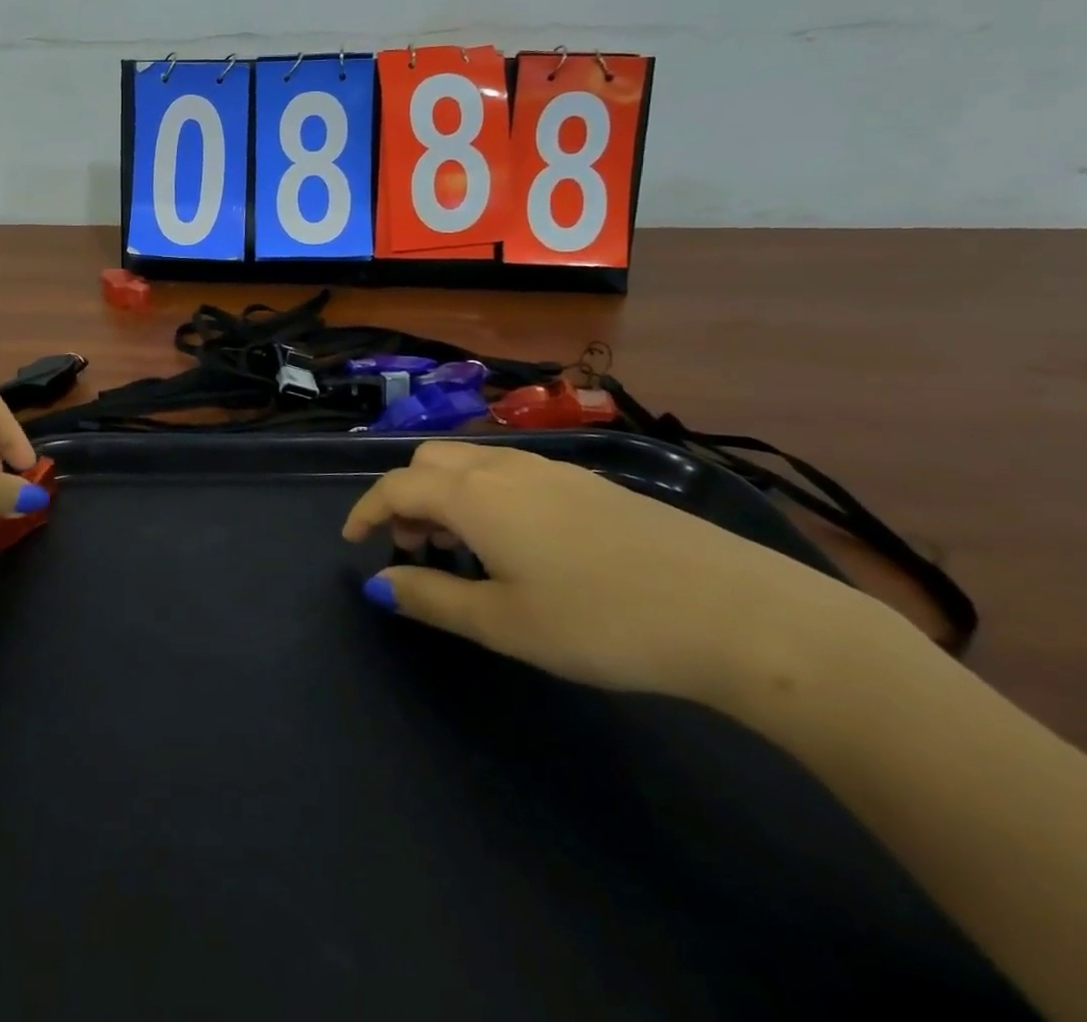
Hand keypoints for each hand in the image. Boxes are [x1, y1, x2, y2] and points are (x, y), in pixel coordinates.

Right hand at [343, 441, 895, 710]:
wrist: (734, 610)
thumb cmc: (600, 621)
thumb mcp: (503, 623)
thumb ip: (431, 598)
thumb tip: (378, 584)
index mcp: (474, 495)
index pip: (396, 486)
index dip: (365, 511)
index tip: (353, 542)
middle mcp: (504, 467)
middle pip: (429, 463)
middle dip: (406, 499)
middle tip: (414, 551)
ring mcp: (552, 469)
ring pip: (472, 464)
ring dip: (445, 497)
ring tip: (462, 553)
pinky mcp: (589, 483)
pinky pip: (510, 473)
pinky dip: (485, 497)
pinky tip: (517, 545)